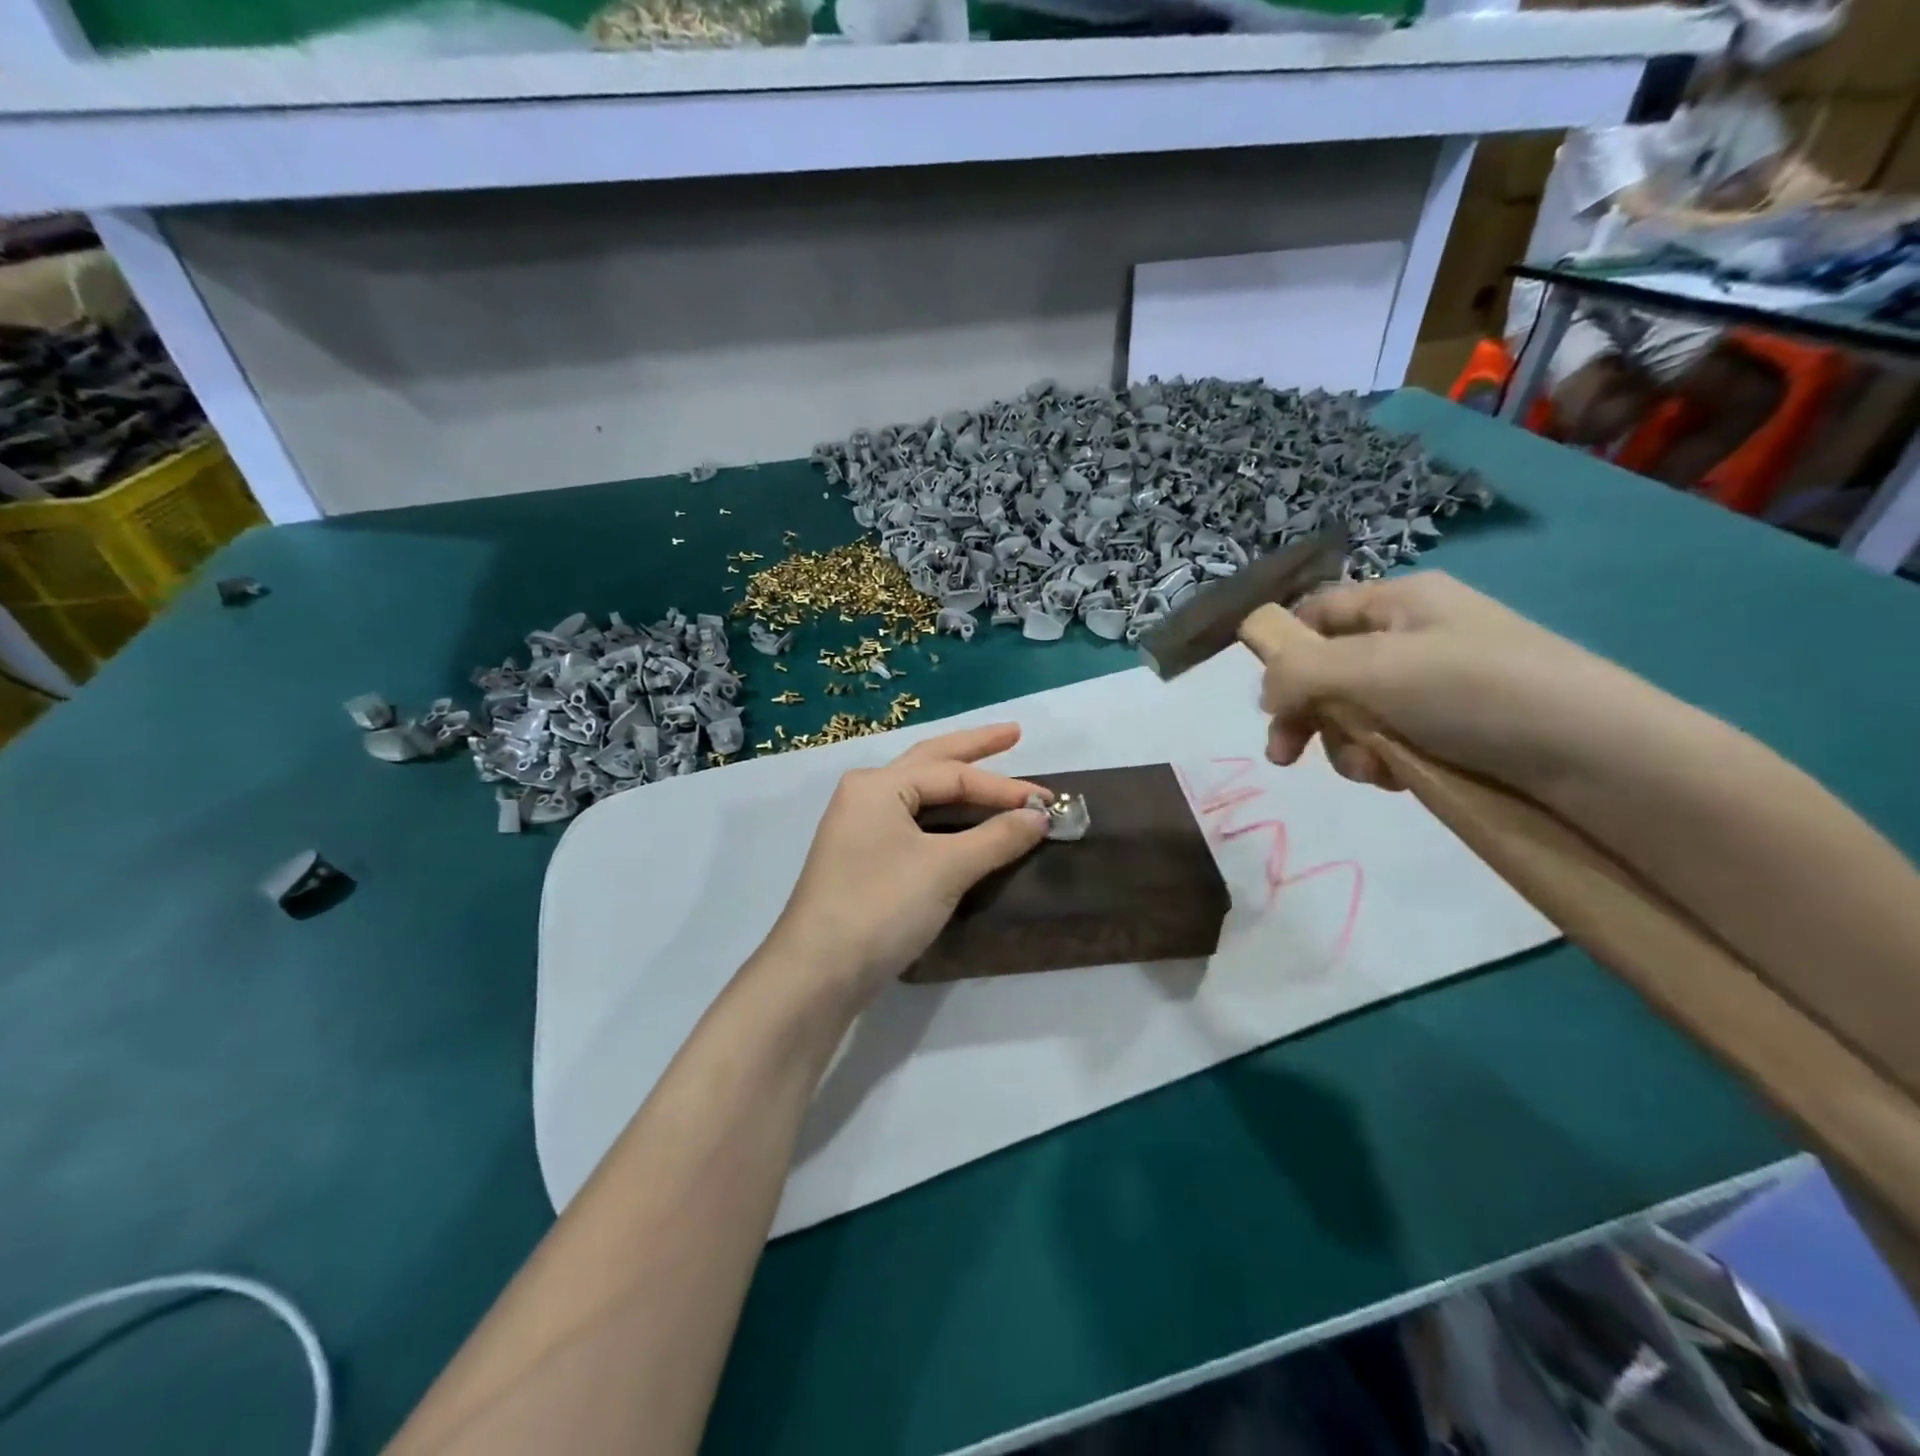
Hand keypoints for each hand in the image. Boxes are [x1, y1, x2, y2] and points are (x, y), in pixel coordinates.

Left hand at [763, 724, 1051, 1001]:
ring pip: (919, 793)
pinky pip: (912, 822)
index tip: (1048, 802)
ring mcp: (860, 827)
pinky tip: (959, 817)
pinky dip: (944, 815)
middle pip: (930, 762)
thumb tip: (1040, 816)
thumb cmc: (881, 906)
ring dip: (957, 781)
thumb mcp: (946, 868)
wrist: (818, 972)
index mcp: (879, 785)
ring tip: (990, 764)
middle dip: (973, 748)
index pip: (953, 776)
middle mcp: (865, 795)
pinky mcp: (863, 858)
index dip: (1004, 788)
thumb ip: (996, 837)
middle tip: (1014, 733)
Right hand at [1259, 572, 1656, 794]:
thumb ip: (1298, 673)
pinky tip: (1400, 778)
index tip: (1268, 699)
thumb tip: (1266, 695)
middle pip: (1329, 671)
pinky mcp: (1456, 731)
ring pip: (1356, 714)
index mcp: (1400, 601)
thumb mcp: (1371, 668)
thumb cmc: (1474, 692)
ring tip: (1372, 768)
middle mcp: (1415, 636)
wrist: (1598, 755)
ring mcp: (1437, 686)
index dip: (1284, 650)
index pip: (1317, 613)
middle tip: (1286, 756)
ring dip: (1346, 745)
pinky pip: (1393, 741)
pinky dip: (1383, 762)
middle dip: (1307, 714)